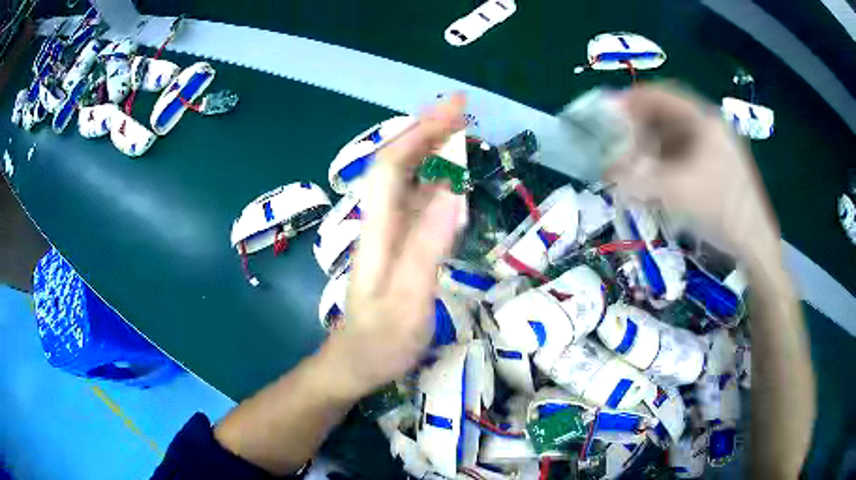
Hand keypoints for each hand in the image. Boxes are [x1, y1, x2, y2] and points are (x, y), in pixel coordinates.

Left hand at [325, 94, 465, 397]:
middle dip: (426, 130)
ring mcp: (390, 235)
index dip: (421, 133)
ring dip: (430, 149)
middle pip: (398, 164)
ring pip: (407, 180)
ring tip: (460, 131)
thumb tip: (453, 192)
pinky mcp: (399, 247)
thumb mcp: (408, 301)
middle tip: (462, 109)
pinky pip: (417, 202)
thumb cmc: (379, 342)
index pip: (394, 166)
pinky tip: (452, 176)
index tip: (454, 110)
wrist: (354, 365)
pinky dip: (435, 179)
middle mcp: (381, 223)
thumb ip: (427, 249)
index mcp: (380, 231)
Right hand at [606, 84, 779, 260]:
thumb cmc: (720, 210)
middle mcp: (711, 128)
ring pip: (678, 138)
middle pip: (669, 117)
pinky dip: (669, 163)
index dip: (634, 100)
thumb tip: (607, 172)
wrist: (754, 244)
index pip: (663, 96)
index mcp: (704, 121)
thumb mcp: (675, 193)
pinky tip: (659, 180)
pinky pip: (687, 155)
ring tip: (637, 165)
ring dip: (654, 148)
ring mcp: (718, 148)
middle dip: (642, 128)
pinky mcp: (720, 167)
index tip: (611, 111)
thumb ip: (638, 180)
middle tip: (622, 143)